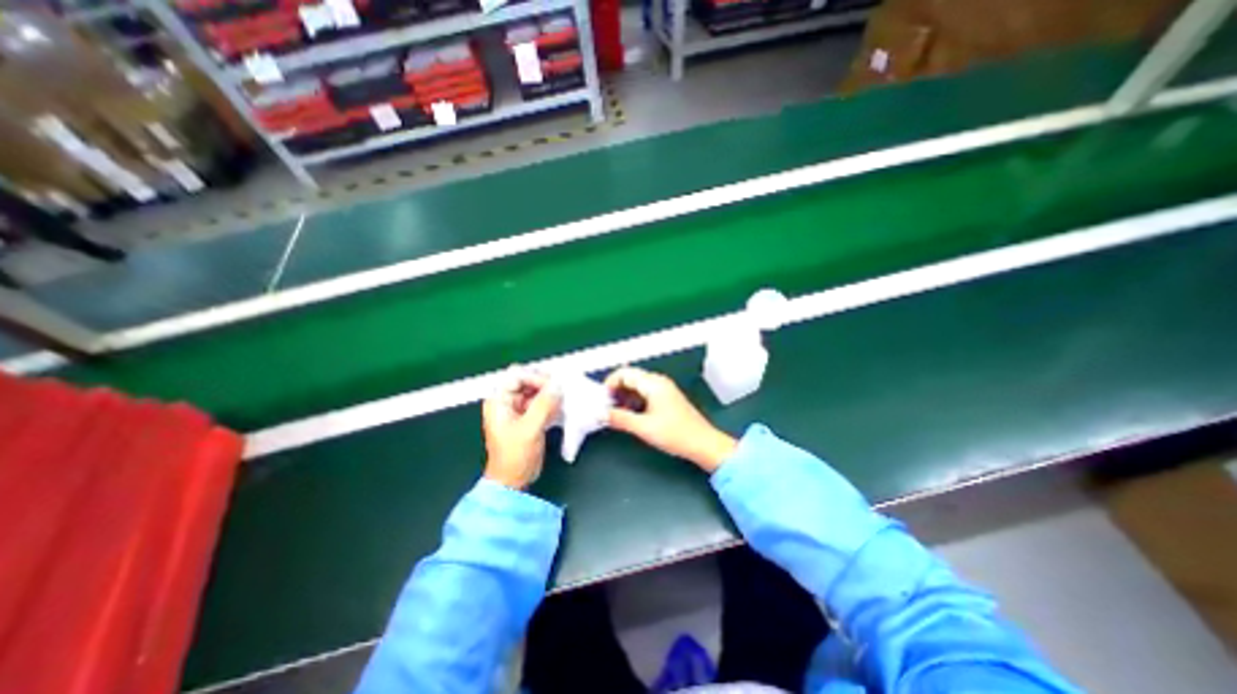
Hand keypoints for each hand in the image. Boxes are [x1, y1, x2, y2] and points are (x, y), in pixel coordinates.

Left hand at [480, 367, 562, 489]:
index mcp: (498, 401)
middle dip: (545, 384)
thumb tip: (557, 386)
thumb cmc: (514, 457)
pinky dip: (551, 403)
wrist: (513, 481)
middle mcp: (506, 401)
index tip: (552, 385)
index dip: (535, 377)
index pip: (517, 375)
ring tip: (563, 398)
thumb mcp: (530, 428)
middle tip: (560, 389)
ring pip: (536, 391)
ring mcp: (517, 409)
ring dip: (550, 393)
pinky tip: (560, 407)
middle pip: (527, 381)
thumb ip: (544, 405)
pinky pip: (540, 402)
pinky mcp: (527, 418)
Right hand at [607, 367, 731, 473]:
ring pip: (637, 387)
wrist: (703, 444)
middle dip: (616, 391)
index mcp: (653, 383)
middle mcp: (658, 382)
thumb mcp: (643, 428)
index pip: (624, 373)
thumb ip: (620, 419)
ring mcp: (664, 390)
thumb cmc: (676, 434)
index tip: (601, 400)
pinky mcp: (667, 399)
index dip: (609, 384)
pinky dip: (634, 402)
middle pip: (630, 378)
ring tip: (616, 414)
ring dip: (624, 397)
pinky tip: (630, 416)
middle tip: (606, 408)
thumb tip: (602, 414)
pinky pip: (645, 394)